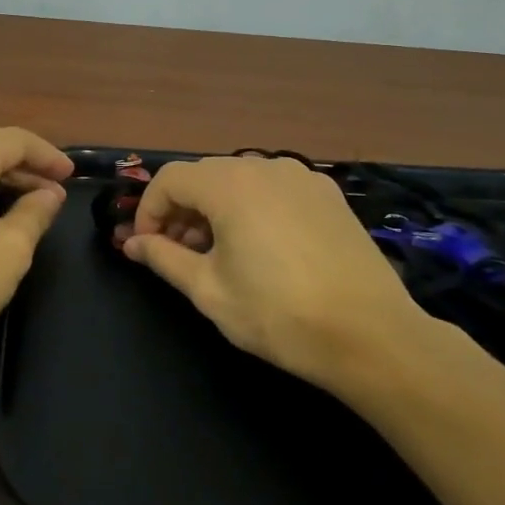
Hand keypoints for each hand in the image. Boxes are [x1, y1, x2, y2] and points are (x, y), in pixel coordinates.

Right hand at [123, 155, 428, 394]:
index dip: (148, 211)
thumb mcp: (208, 290)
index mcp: (230, 185)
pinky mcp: (328, 195)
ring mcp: (302, 178)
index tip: (146, 247)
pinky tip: (260, 248)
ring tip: (216, 253)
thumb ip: (163, 258)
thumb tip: (132, 244)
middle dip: (181, 210)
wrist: (372, 337)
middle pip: (204, 176)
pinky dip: (251, 208)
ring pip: (239, 180)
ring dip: (215, 209)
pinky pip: (273, 189)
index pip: (170, 180)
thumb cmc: (279, 314)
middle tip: (177, 253)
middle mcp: (265, 167)